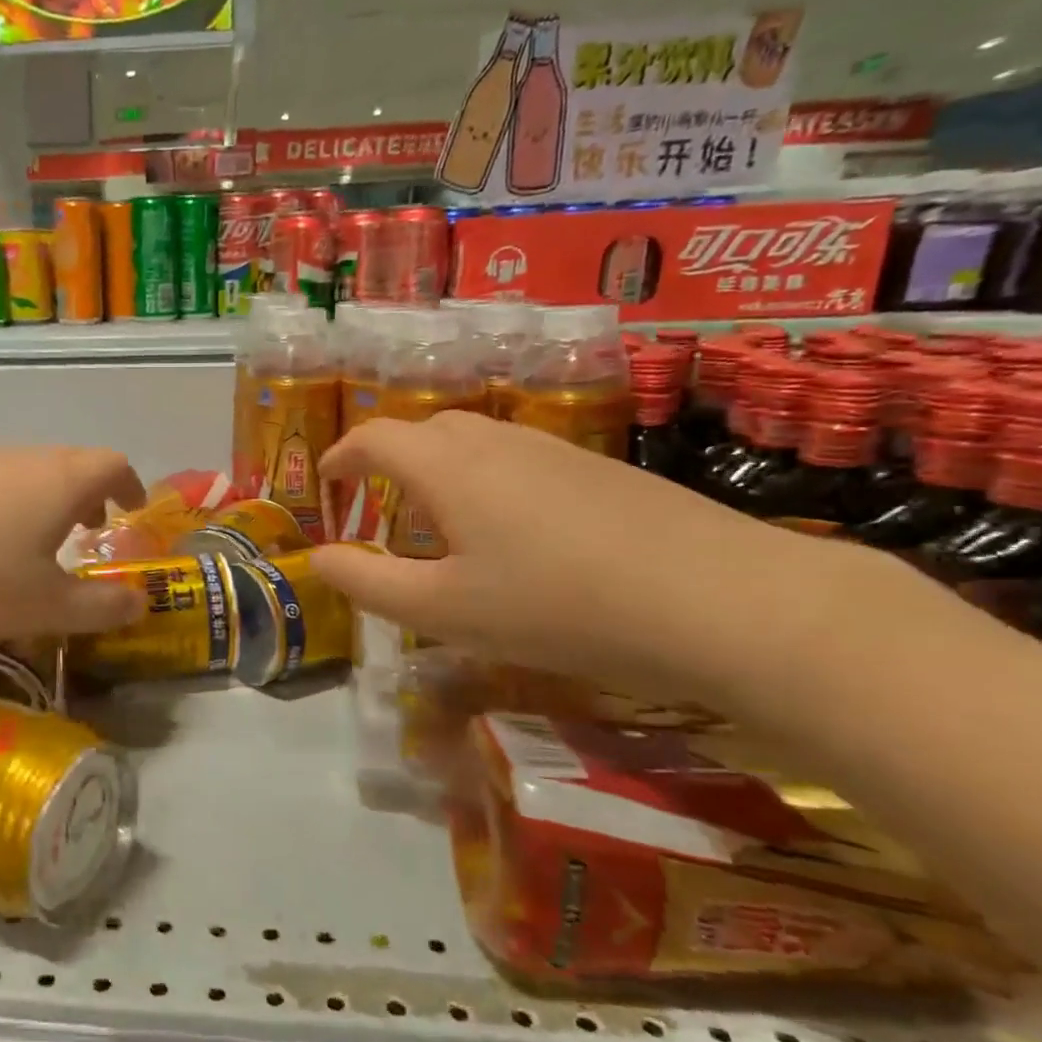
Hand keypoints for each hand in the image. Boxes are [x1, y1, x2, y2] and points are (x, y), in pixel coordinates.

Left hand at [0, 446, 148, 641]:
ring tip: (30, 542)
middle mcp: (21, 458)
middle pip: (68, 463)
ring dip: (41, 499)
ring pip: (23, 471)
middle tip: (86, 531)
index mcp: (60, 480)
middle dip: (86, 496)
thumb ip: (102, 606)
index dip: (130, 485)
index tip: (130, 511)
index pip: (113, 463)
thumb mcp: (48, 607)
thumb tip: (141, 601)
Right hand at [311, 412, 859, 703]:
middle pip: (425, 430)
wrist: (723, 601)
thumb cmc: (558, 607)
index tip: (326, 484)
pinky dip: (485, 479)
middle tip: (377, 506)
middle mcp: (497, 442)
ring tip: (438, 520)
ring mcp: (555, 450)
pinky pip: (518, 457)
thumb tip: (319, 558)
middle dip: (387, 460)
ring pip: (475, 441)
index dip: (340, 456)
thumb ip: (369, 583)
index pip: (374, 438)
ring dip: (438, 468)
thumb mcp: (445, 610)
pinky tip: (512, 530)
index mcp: (448, 468)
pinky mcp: (599, 470)